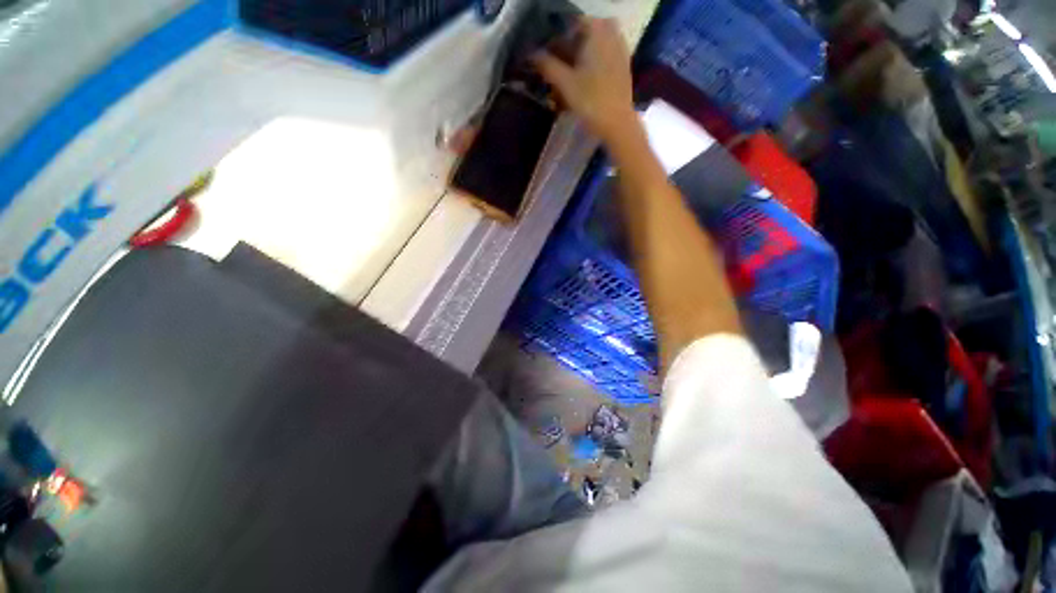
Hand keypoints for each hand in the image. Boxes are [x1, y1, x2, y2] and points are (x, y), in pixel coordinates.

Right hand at [532, 18, 636, 141]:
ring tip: (568, 81)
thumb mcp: (565, 83)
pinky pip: (603, 59)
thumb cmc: (591, 101)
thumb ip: (548, 65)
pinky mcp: (622, 67)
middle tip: (558, 70)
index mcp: (597, 32)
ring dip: (580, 60)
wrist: (617, 124)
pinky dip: (591, 68)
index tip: (548, 58)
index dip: (557, 41)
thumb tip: (533, 55)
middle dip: (569, 51)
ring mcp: (619, 50)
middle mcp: (611, 35)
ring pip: (594, 48)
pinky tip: (583, 86)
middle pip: (584, 36)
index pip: (572, 25)